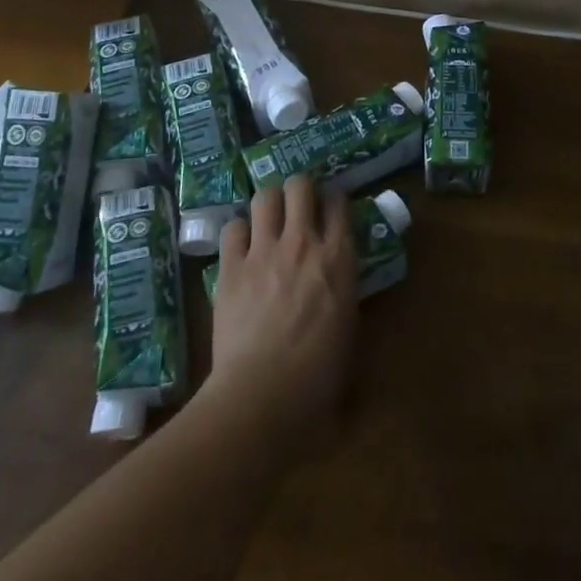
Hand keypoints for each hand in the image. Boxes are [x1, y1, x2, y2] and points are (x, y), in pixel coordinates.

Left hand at [206, 177, 357, 447]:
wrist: (262, 395)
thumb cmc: (318, 376)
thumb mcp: (349, 329)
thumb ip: (346, 291)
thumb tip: (341, 281)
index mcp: (338, 257)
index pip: (339, 202)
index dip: (334, 200)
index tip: (330, 209)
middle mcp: (302, 242)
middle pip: (301, 186)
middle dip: (300, 189)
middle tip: (298, 206)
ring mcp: (263, 251)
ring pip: (265, 196)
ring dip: (269, 204)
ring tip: (268, 219)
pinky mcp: (231, 267)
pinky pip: (233, 228)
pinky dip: (239, 232)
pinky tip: (241, 247)